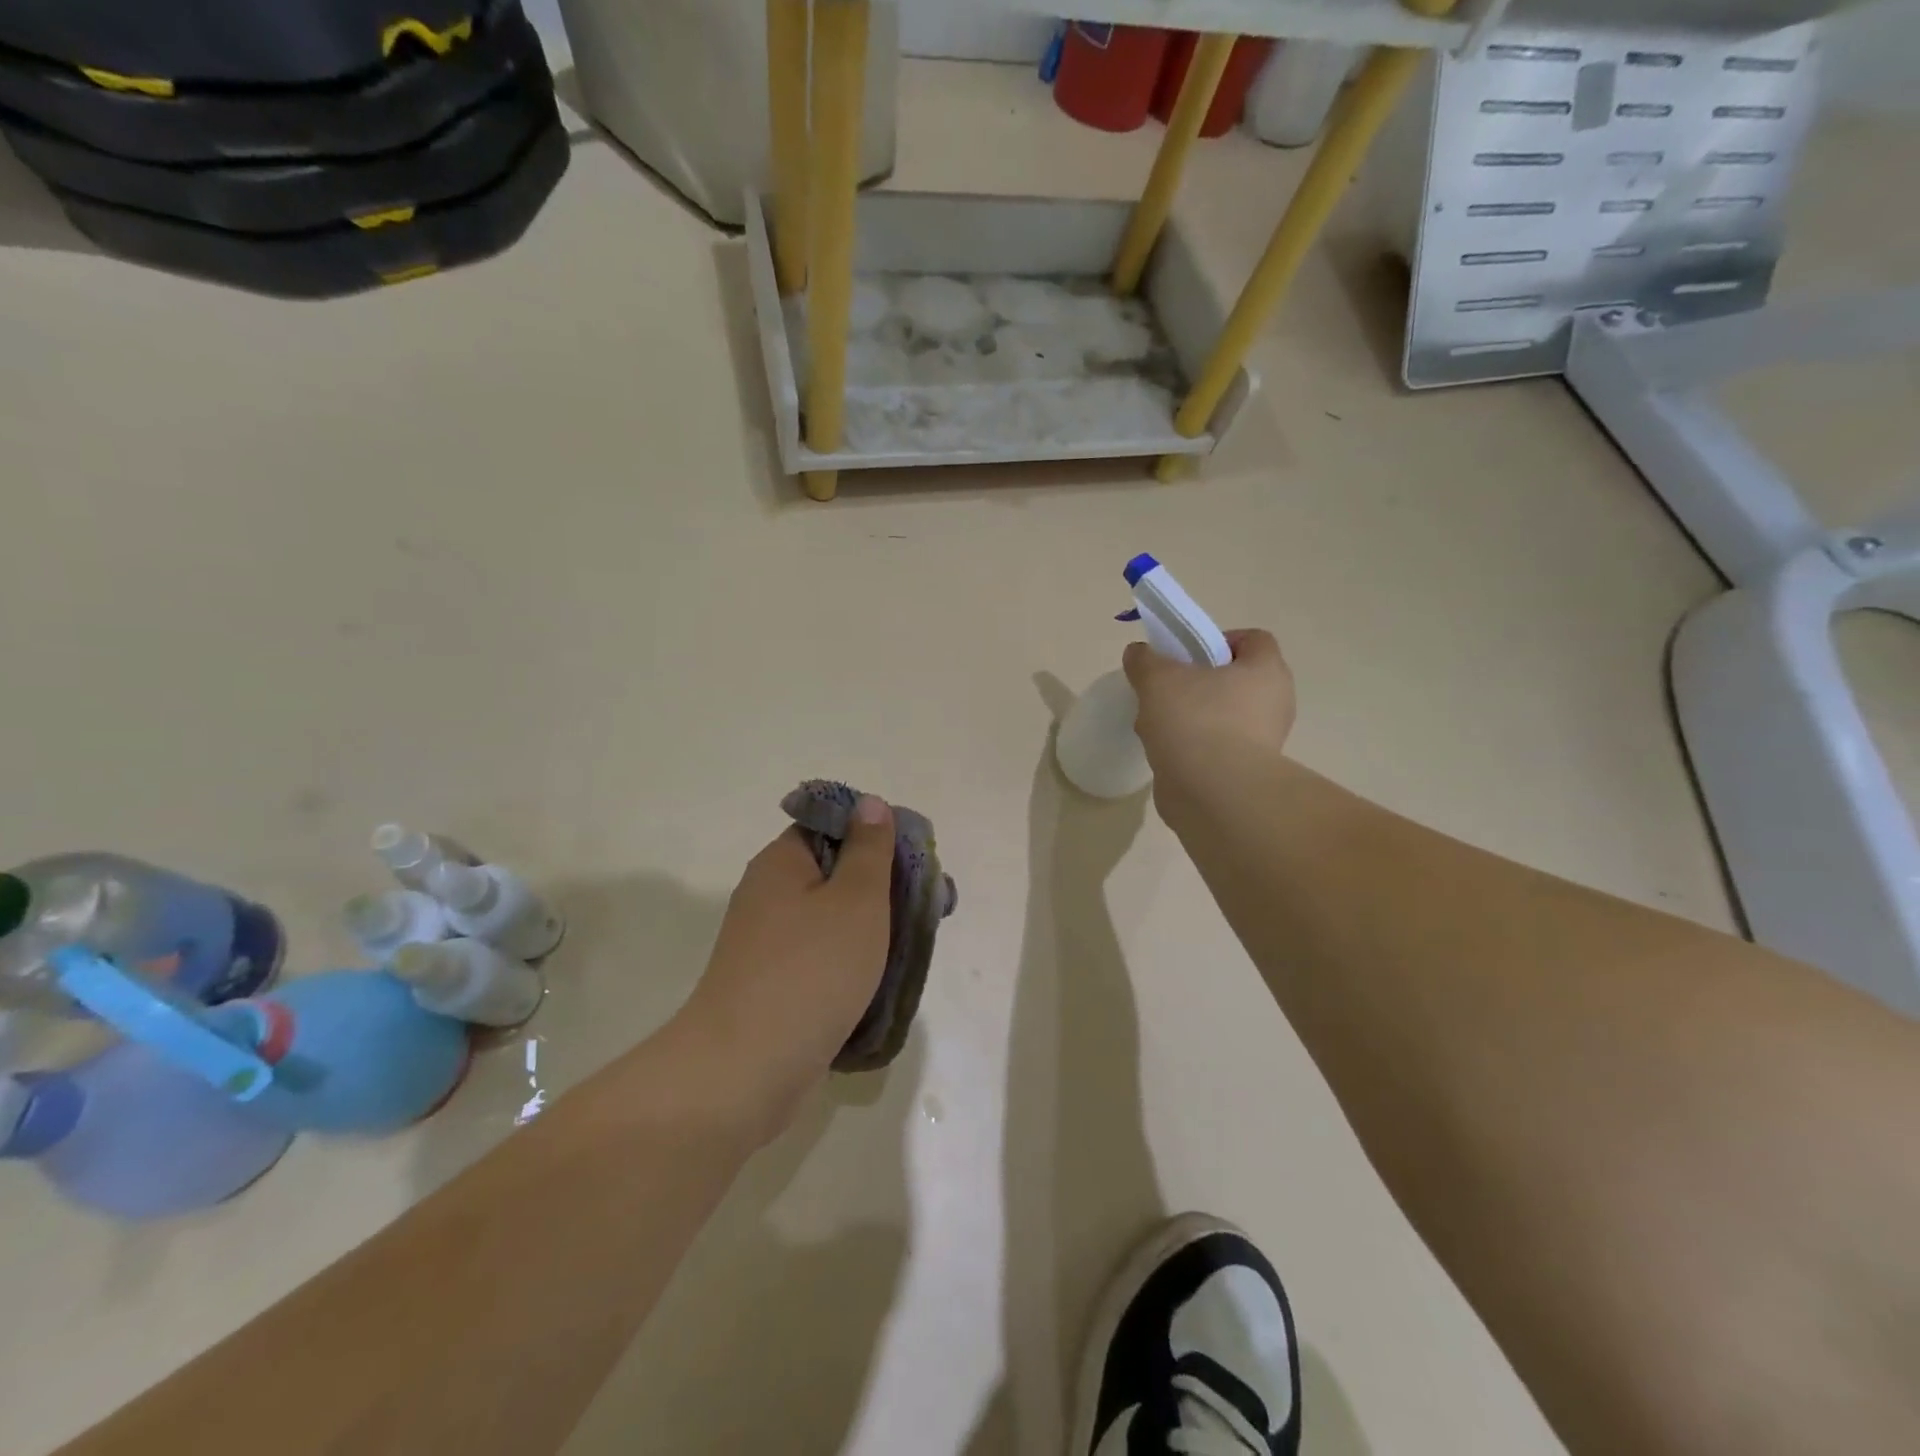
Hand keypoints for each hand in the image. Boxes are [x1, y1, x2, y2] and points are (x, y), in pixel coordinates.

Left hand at [677, 797, 894, 1140]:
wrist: (745, 1070)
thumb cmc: (811, 970)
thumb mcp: (856, 899)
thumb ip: (869, 849)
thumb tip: (870, 803)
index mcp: (781, 862)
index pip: (830, 826)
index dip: (875, 836)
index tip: (914, 862)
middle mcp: (767, 896)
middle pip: (834, 874)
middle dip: (882, 888)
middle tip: (926, 910)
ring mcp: (766, 945)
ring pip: (830, 921)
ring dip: (870, 930)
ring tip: (912, 948)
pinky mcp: (771, 986)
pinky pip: (819, 960)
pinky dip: (849, 965)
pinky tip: (879, 983)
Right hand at [1123, 628, 1296, 812]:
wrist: (1213, 794)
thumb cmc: (1195, 721)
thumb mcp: (1158, 679)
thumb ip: (1145, 660)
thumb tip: (1139, 653)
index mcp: (1266, 671)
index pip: (1253, 639)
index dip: (1218, 640)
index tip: (1185, 656)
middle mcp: (1274, 703)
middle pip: (1233, 680)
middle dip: (1195, 683)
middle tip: (1164, 690)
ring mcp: (1263, 741)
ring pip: (1221, 716)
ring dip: (1189, 717)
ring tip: (1156, 725)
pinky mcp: (1245, 772)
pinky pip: (1216, 748)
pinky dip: (1192, 747)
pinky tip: (1164, 753)